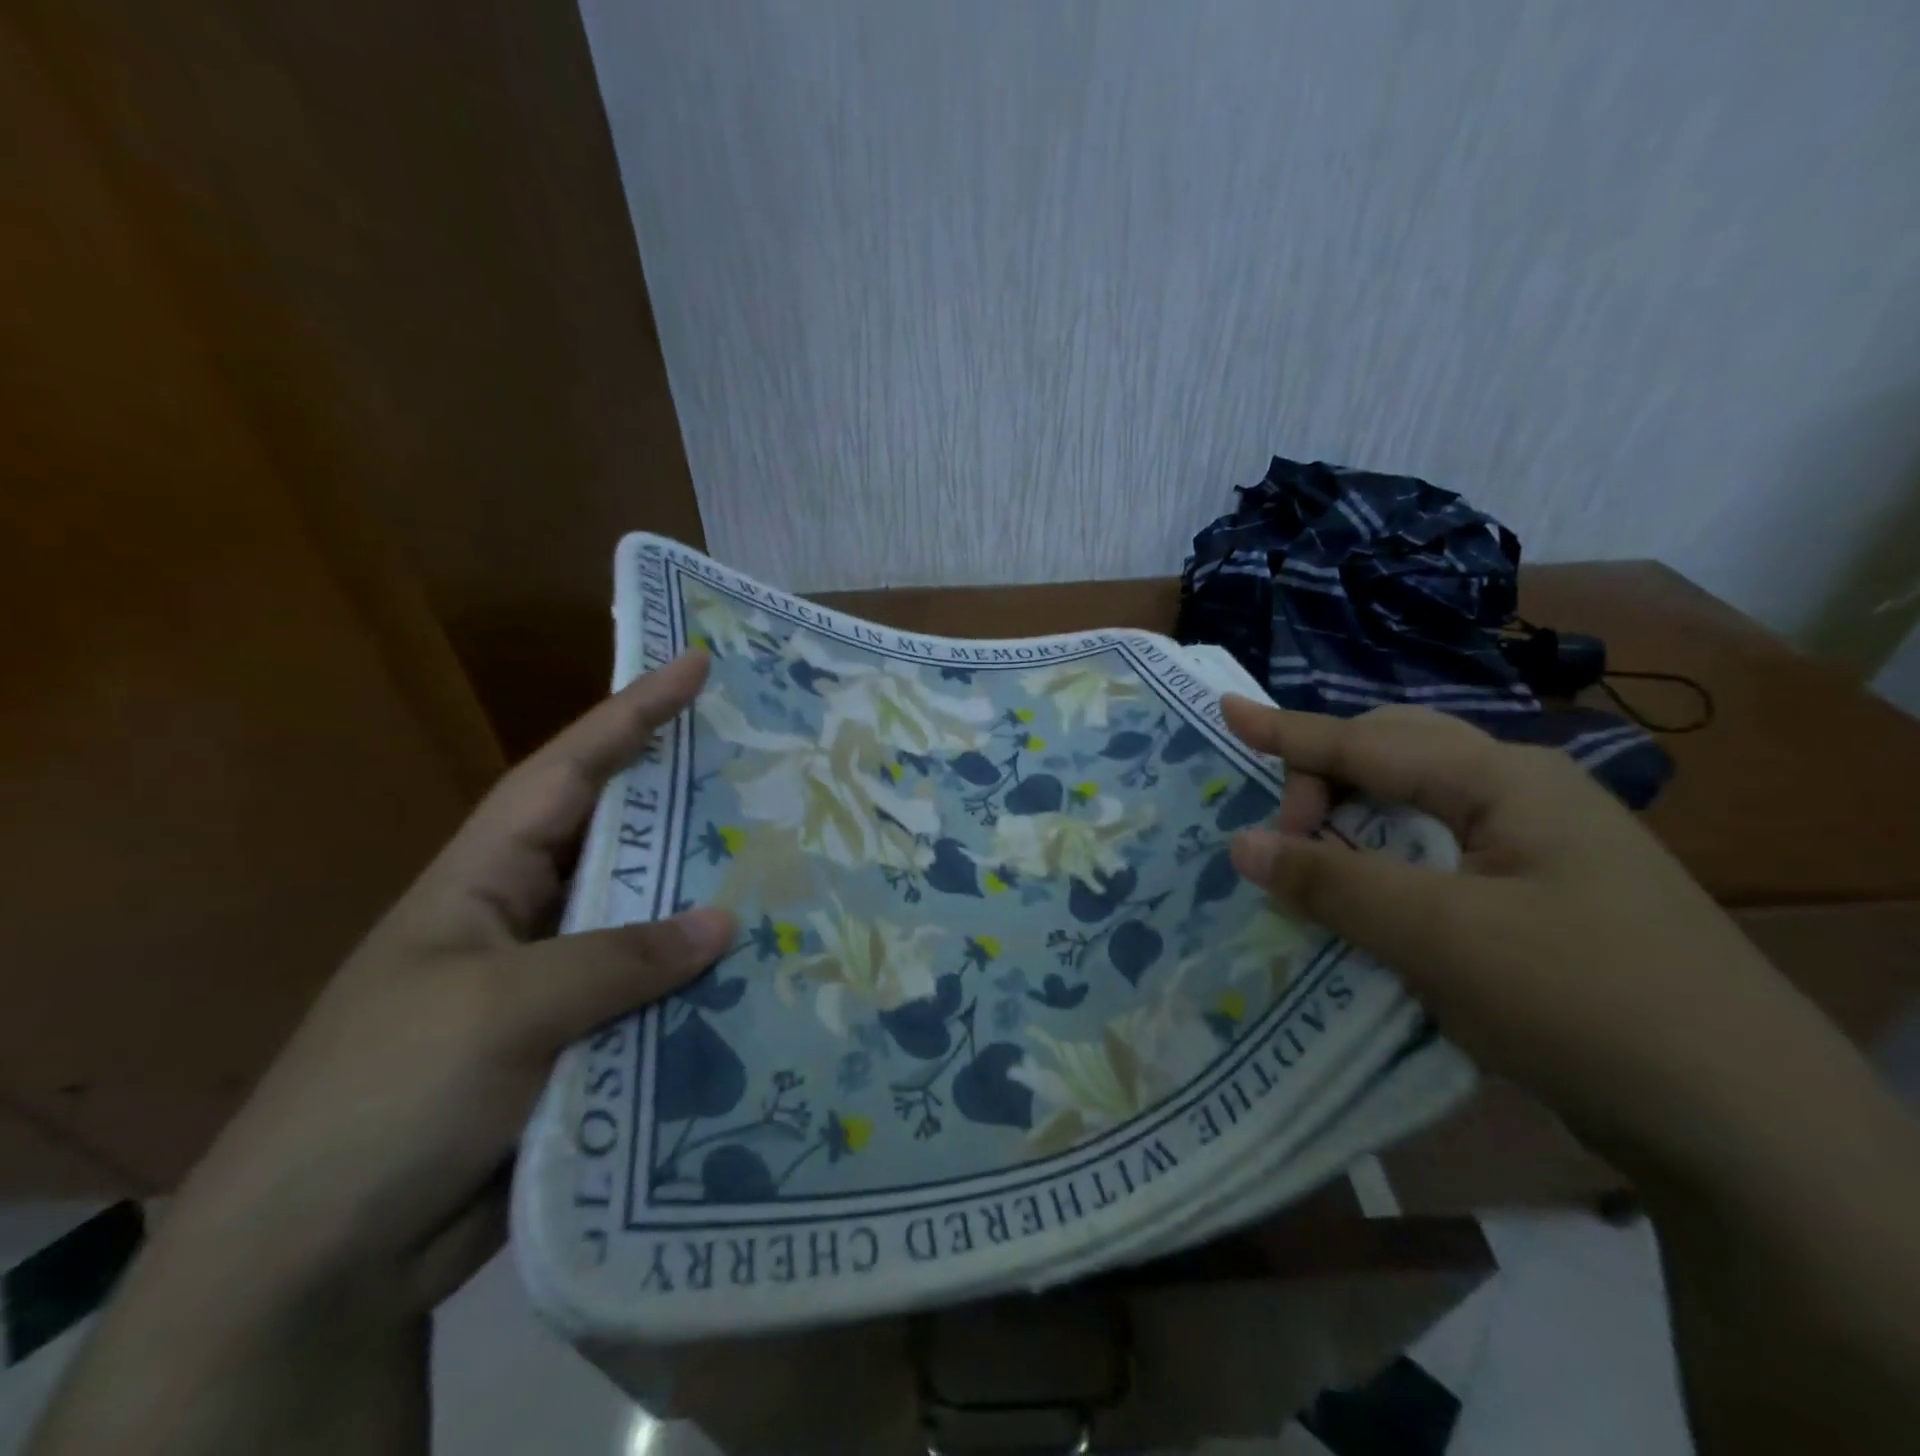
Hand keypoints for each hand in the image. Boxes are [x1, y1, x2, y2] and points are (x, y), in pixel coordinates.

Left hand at [161, 651, 734, 1325]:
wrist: (321, 1265)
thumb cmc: (386, 1097)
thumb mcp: (499, 1009)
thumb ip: (618, 958)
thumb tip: (725, 919)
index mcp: (487, 876)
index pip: (570, 770)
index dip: (633, 712)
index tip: (696, 666)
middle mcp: (530, 915)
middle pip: (624, 839)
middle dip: (690, 801)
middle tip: (770, 770)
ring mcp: (558, 981)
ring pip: (648, 921)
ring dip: (707, 902)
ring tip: (789, 868)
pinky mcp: (584, 1043)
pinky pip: (654, 994)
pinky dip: (701, 984)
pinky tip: (761, 973)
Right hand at [1218, 697, 1840, 1167]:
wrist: (1749, 1127)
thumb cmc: (1584, 1001)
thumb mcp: (1441, 937)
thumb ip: (1333, 883)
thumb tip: (1240, 843)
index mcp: (1505, 780)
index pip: (1368, 742)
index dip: (1288, 730)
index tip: (1225, 712)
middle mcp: (1522, 795)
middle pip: (1394, 757)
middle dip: (1323, 780)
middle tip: (1280, 837)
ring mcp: (1536, 847)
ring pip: (1414, 807)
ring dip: (1351, 825)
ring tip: (1308, 862)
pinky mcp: (1538, 897)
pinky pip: (1436, 856)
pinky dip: (1383, 864)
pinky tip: (1365, 898)